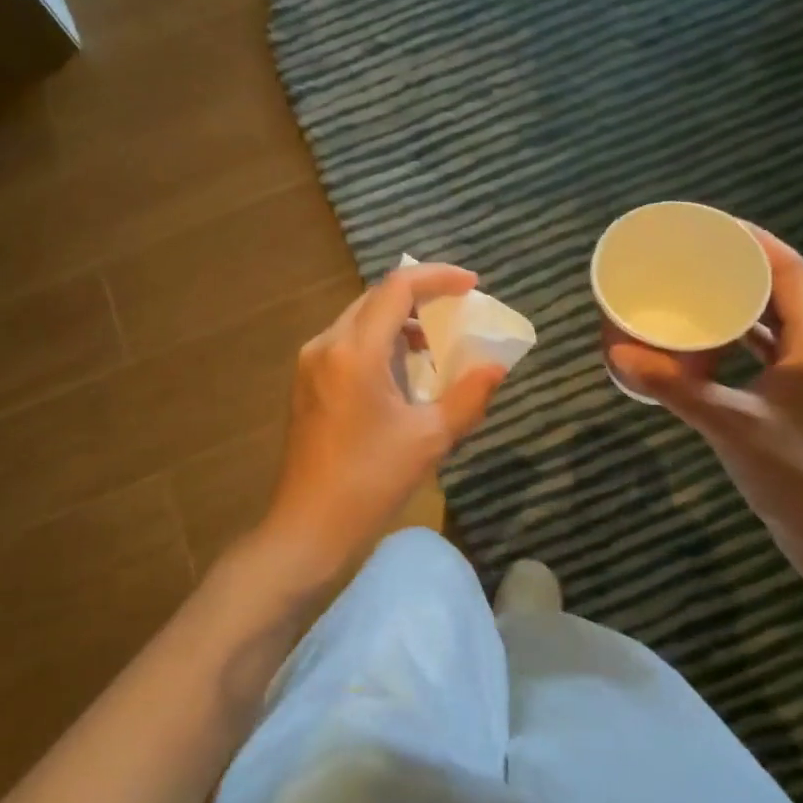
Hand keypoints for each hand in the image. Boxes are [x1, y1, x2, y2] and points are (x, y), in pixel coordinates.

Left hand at [261, 264, 507, 573]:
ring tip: (434, 346)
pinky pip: (347, 343)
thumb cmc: (371, 482)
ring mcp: (310, 363)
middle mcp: (326, 345)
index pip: (397, 288)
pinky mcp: (305, 383)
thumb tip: (496, 366)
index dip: (438, 277)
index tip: (471, 285)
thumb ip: (469, 395)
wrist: (308, 526)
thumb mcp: (430, 438)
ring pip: (360, 320)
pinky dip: (378, 343)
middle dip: (420, 297)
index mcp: (355, 351)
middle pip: (376, 298)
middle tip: (458, 312)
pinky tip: (401, 372)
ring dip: (399, 322)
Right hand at [609, 228, 802, 559]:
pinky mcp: (795, 395)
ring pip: (774, 319)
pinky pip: (765, 348)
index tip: (714, 225)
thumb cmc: (794, 475)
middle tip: (695, 252)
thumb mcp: (729, 426)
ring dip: (740, 298)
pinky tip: (704, 336)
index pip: (791, 272)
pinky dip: (737, 334)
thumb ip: (674, 388)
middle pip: (783, 289)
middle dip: (742, 264)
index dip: (756, 241)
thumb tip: (618, 353)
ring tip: (696, 283)